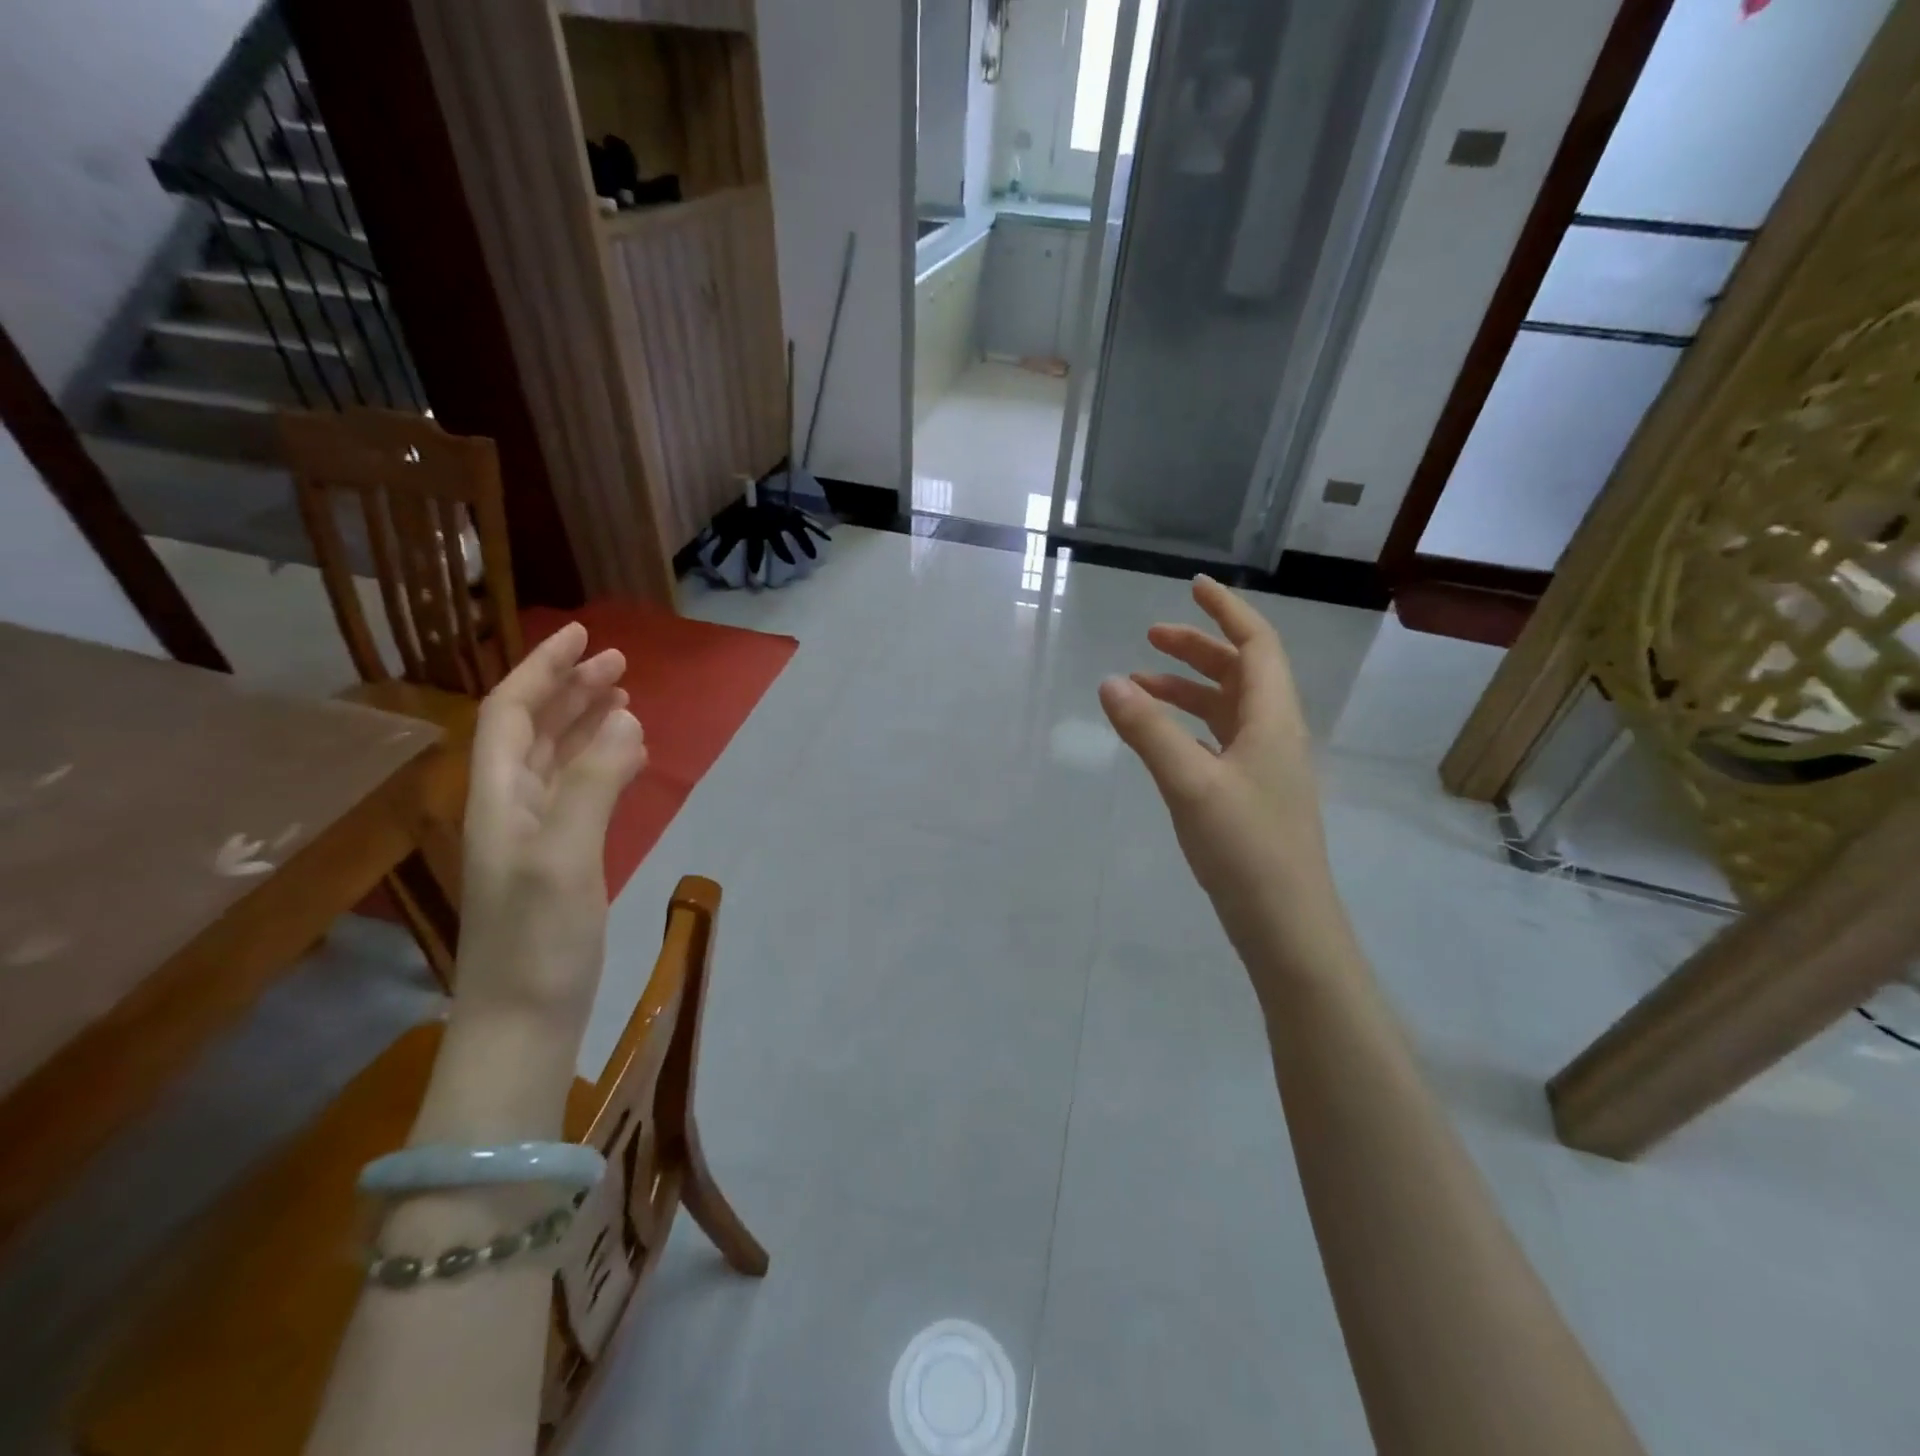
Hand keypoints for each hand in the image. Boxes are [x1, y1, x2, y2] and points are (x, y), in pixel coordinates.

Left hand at [455, 622, 646, 1046]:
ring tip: (624, 696)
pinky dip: (599, 760)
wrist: (523, 1020)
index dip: (543, 669)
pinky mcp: (559, 857)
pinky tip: (624, 756)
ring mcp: (533, 833)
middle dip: (570, 688)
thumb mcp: (564, 857)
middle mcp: (508, 805)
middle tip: (619, 661)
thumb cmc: (538, 941)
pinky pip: (576, 788)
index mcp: (497, 796)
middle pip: (531, 728)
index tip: (584, 634)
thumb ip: (592, 783)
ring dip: (585, 720)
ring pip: (554, 757)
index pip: (510, 711)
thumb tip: (626, 718)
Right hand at [1098, 576, 1342, 975]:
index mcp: (1273, 720)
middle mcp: (1275, 734)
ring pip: (1229, 708)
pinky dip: (1190, 725)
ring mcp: (1266, 766)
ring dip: (1188, 689)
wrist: (1286, 924)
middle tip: (1150, 637)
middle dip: (1198, 648)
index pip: (1257, 645)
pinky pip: (1221, 740)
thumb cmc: (1245, 848)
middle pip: (1241, 672)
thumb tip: (1110, 682)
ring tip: (1140, 686)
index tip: (1194, 587)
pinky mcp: (1253, 795)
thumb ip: (1148, 730)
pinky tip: (1162, 738)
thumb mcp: (1189, 784)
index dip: (1227, 611)